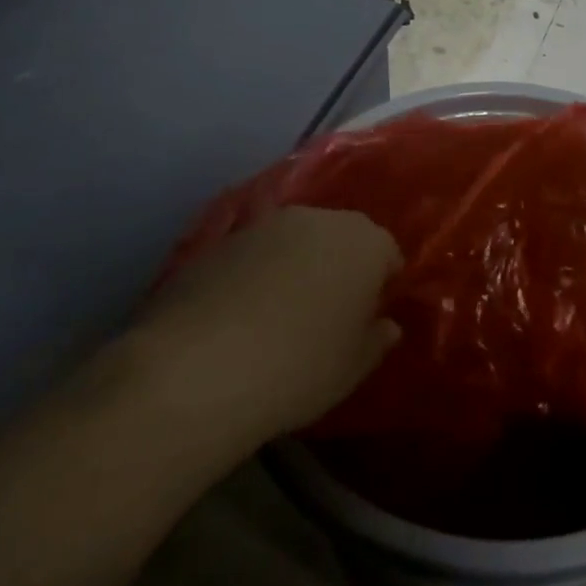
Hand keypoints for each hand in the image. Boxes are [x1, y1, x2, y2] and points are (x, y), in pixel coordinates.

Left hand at [132, 207, 402, 440]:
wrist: (198, 367)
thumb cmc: (299, 366)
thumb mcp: (353, 367)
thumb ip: (378, 339)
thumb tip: (387, 324)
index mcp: (364, 242)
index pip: (387, 254)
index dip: (381, 285)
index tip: (368, 318)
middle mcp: (319, 218)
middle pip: (341, 238)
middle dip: (340, 267)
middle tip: (327, 314)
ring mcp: (265, 224)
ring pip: (295, 242)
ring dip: (296, 267)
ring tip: (279, 316)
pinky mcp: (219, 239)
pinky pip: (253, 256)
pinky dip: (254, 275)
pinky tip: (238, 317)